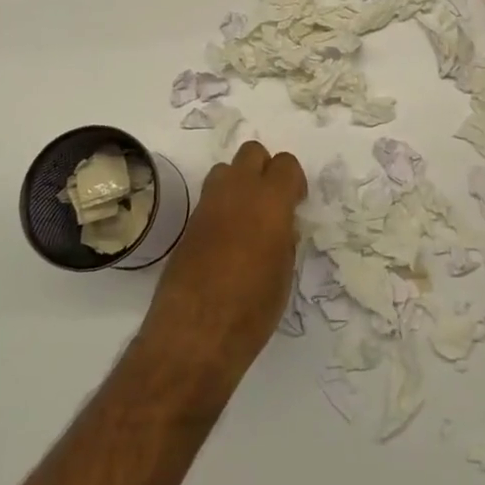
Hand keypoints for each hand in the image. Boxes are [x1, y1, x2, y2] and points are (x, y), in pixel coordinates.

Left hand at [140, 140, 305, 386]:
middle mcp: (237, 192)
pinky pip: (209, 199)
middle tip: (271, 204)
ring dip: (238, 184)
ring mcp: (208, 205)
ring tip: (246, 220)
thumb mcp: (283, 272)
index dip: (294, 181)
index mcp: (269, 201)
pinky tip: (226, 241)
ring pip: (225, 170)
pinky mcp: (188, 224)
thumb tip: (281, 226)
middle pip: (252, 152)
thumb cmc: (253, 307)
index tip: (296, 204)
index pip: (285, 164)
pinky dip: (221, 208)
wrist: (196, 332)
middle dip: (264, 169)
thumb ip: (284, 238)